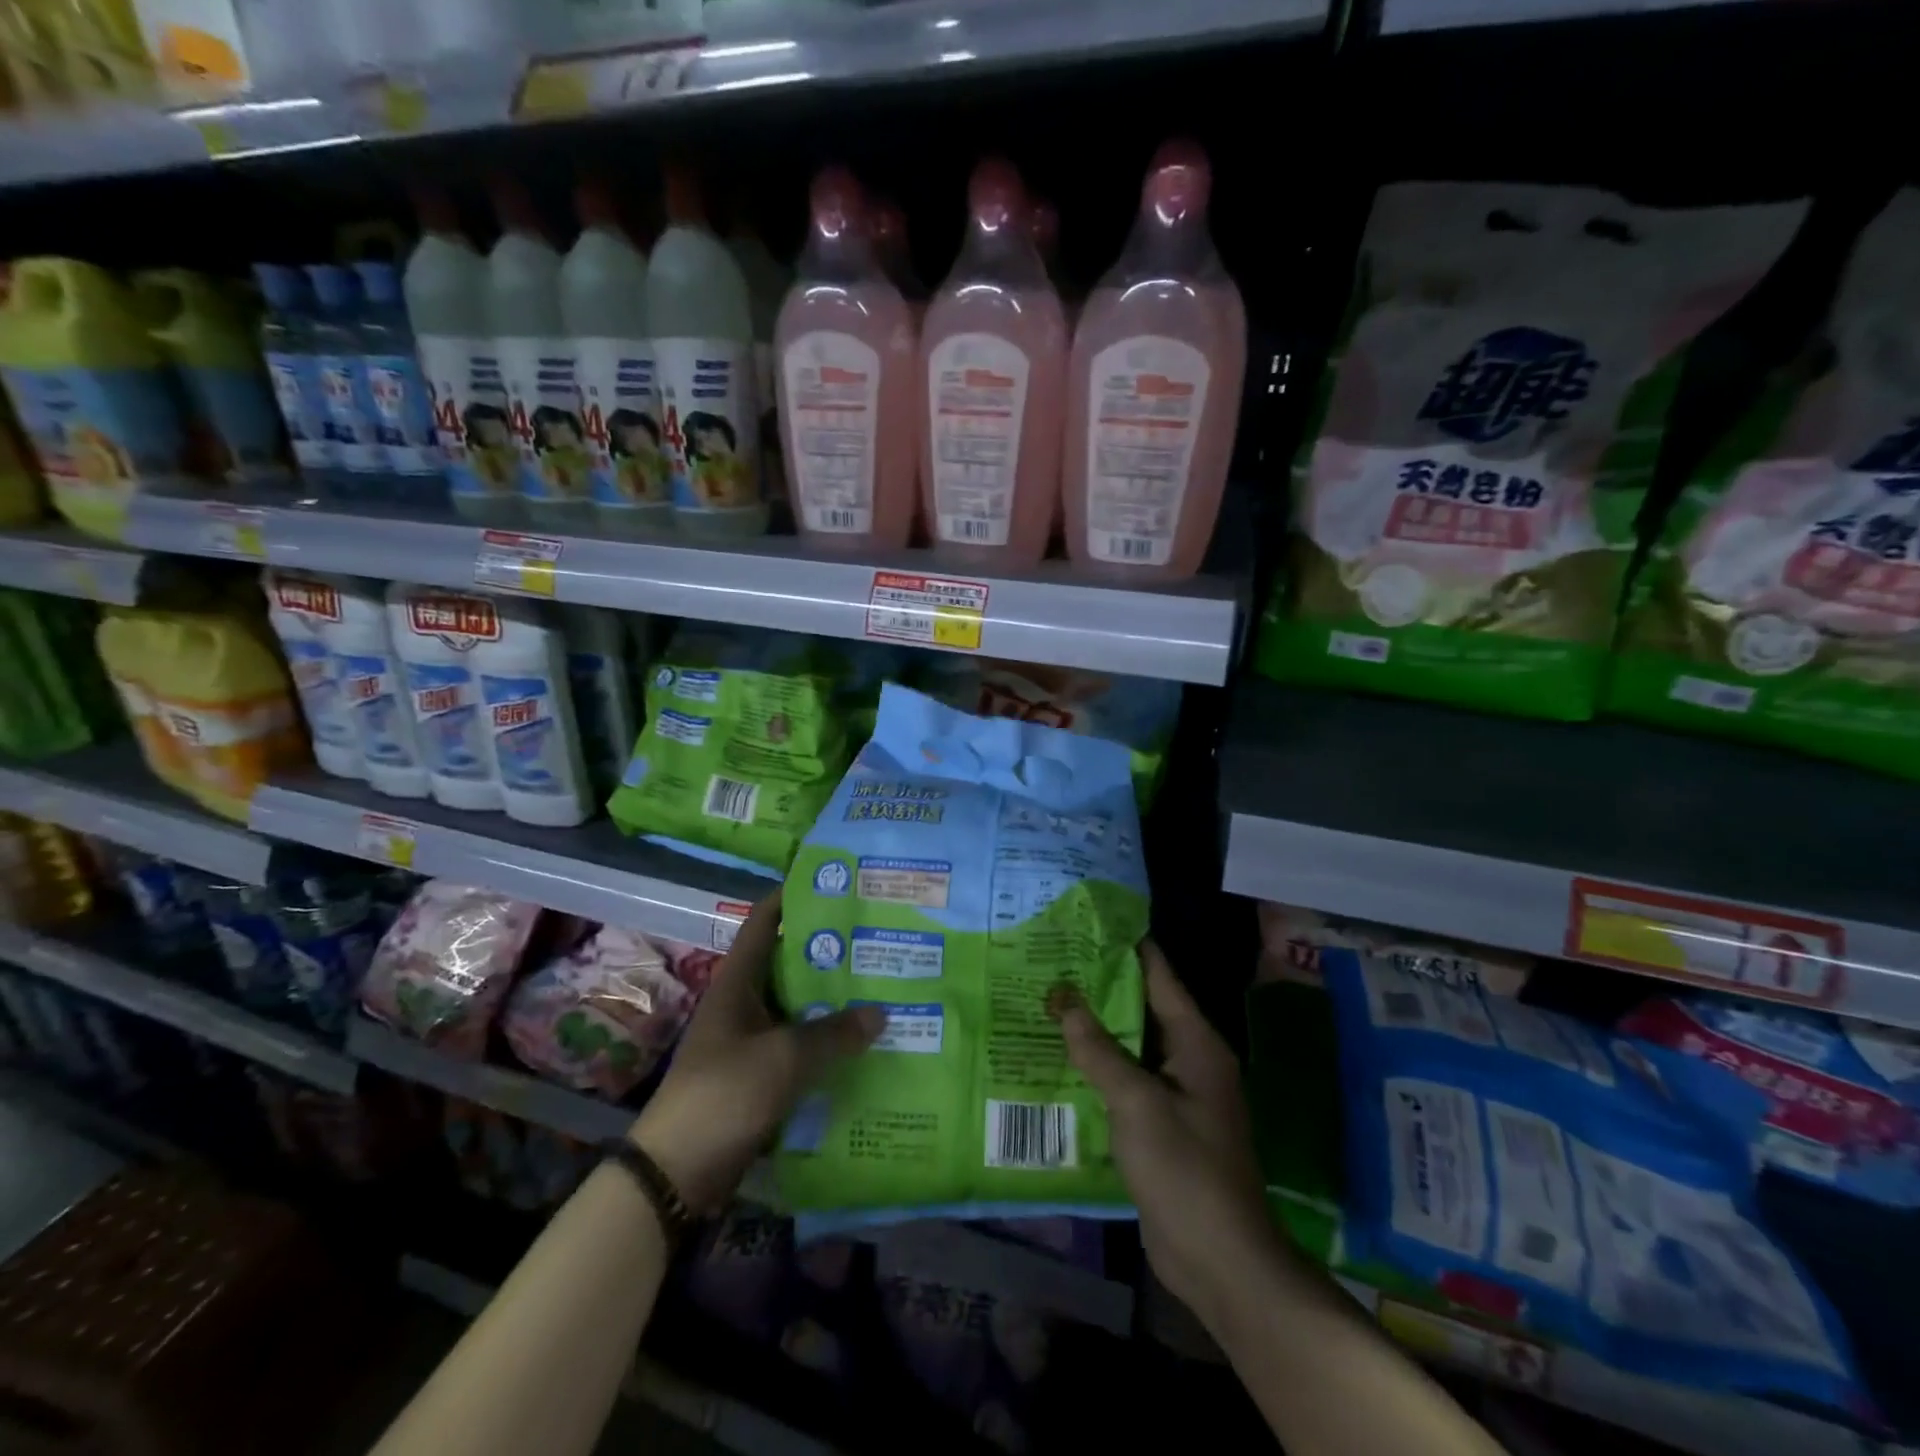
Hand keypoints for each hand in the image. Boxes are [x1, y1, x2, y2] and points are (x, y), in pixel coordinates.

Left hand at [630, 890, 882, 1212]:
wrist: (678, 1172)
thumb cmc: (724, 1094)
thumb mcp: (783, 1058)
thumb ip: (834, 1033)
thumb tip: (880, 1012)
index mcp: (738, 981)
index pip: (764, 922)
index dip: (793, 897)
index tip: (835, 884)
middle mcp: (744, 1002)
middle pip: (789, 963)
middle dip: (829, 951)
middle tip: (876, 938)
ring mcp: (750, 1040)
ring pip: (798, 1007)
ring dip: (832, 1000)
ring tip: (881, 986)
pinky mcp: (760, 1075)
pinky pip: (800, 1047)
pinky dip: (827, 1042)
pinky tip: (862, 1043)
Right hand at [1055, 939, 1277, 1326]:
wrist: (1219, 1260)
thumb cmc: (1185, 1169)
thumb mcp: (1136, 1103)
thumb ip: (1098, 1049)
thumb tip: (1062, 998)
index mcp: (1195, 1042)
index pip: (1159, 976)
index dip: (1126, 947)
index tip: (1087, 923)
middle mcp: (1189, 1059)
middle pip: (1141, 1009)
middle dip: (1100, 987)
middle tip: (1051, 961)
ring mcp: (1175, 1094)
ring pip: (1130, 1047)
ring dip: (1095, 1029)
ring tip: (1047, 1001)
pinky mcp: (1160, 1125)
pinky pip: (1126, 1082)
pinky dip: (1098, 1068)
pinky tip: (1060, 1059)